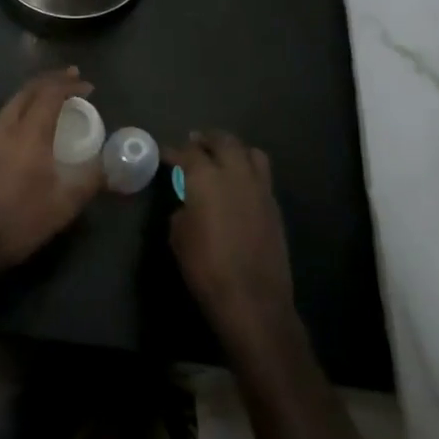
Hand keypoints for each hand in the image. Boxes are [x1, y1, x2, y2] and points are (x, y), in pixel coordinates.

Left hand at [0, 68, 100, 270]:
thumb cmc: (17, 221)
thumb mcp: (62, 206)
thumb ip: (88, 180)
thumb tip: (108, 165)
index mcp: (29, 132)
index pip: (50, 93)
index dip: (69, 84)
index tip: (88, 86)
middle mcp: (6, 126)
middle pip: (29, 89)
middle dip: (52, 80)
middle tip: (72, 78)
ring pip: (14, 101)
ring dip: (36, 92)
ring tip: (54, 97)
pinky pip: (5, 115)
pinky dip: (23, 107)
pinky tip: (30, 123)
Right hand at [168, 131, 295, 345]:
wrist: (253, 300)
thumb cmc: (206, 268)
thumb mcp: (179, 236)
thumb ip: (183, 210)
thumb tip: (190, 205)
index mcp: (206, 178)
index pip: (187, 153)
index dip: (173, 151)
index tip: (164, 153)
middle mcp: (235, 174)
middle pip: (223, 141)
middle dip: (206, 139)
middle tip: (194, 142)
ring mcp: (259, 188)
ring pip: (250, 152)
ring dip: (233, 149)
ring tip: (222, 156)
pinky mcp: (274, 206)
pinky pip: (262, 175)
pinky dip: (249, 169)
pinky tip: (239, 183)